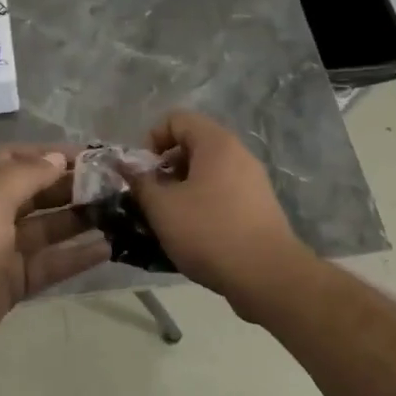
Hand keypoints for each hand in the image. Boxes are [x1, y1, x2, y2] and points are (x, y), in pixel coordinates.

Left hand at [0, 144, 110, 365]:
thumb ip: (27, 173)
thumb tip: (57, 158)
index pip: (17, 157)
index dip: (50, 154)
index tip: (90, 155)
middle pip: (36, 191)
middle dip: (71, 186)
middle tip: (113, 185)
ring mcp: (1, 247)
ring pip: (47, 227)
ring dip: (79, 218)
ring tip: (117, 212)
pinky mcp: (13, 280)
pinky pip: (50, 262)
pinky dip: (76, 255)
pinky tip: (107, 248)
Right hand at [123, 111, 309, 312]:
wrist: (268, 277)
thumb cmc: (210, 232)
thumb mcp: (163, 208)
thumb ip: (140, 182)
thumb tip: (127, 167)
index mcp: (216, 143)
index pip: (177, 119)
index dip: (152, 139)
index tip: (143, 172)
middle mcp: (238, 154)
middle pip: (192, 145)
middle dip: (165, 168)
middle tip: (152, 197)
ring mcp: (252, 181)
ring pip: (207, 172)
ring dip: (182, 189)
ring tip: (168, 219)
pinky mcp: (259, 207)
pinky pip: (222, 193)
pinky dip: (202, 204)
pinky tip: (193, 234)